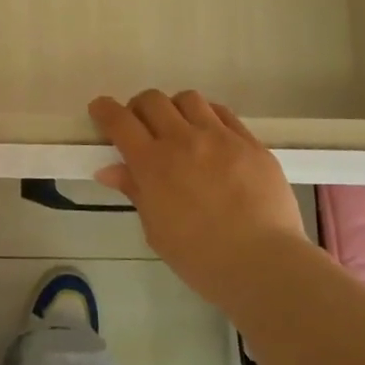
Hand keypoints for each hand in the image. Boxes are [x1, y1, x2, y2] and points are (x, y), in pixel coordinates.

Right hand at [90, 90, 305, 303]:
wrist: (264, 265)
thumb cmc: (201, 258)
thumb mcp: (156, 230)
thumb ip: (135, 191)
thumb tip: (110, 169)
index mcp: (153, 164)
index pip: (119, 121)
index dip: (104, 110)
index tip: (100, 110)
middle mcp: (183, 140)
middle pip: (152, 100)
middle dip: (139, 108)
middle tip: (142, 127)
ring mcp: (220, 137)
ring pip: (188, 99)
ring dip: (175, 109)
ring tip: (180, 129)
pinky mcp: (251, 142)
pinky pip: (223, 113)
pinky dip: (208, 117)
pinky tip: (211, 137)